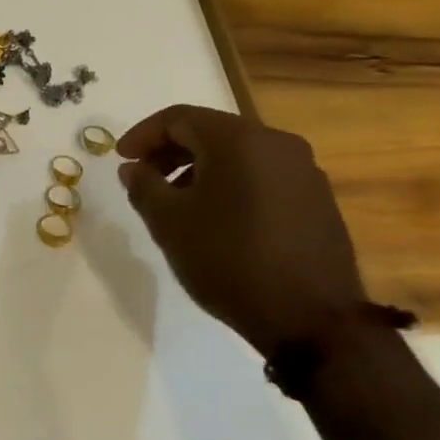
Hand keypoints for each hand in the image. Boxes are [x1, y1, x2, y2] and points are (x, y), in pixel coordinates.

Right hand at [117, 105, 364, 355]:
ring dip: (201, 170)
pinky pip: (263, 177)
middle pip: (211, 132)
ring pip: (238, 156)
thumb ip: (143, 185)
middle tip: (144, 179)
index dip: (143, 135)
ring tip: (177, 204)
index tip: (120, 159)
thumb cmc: (229, 260)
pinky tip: (218, 220)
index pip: (179, 118)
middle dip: (171, 152)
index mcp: (239, 139)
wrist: (312, 321)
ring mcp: (304, 172)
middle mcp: (277, 143)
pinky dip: (232, 186)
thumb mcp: (168, 223)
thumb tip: (134, 167)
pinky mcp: (319, 201)